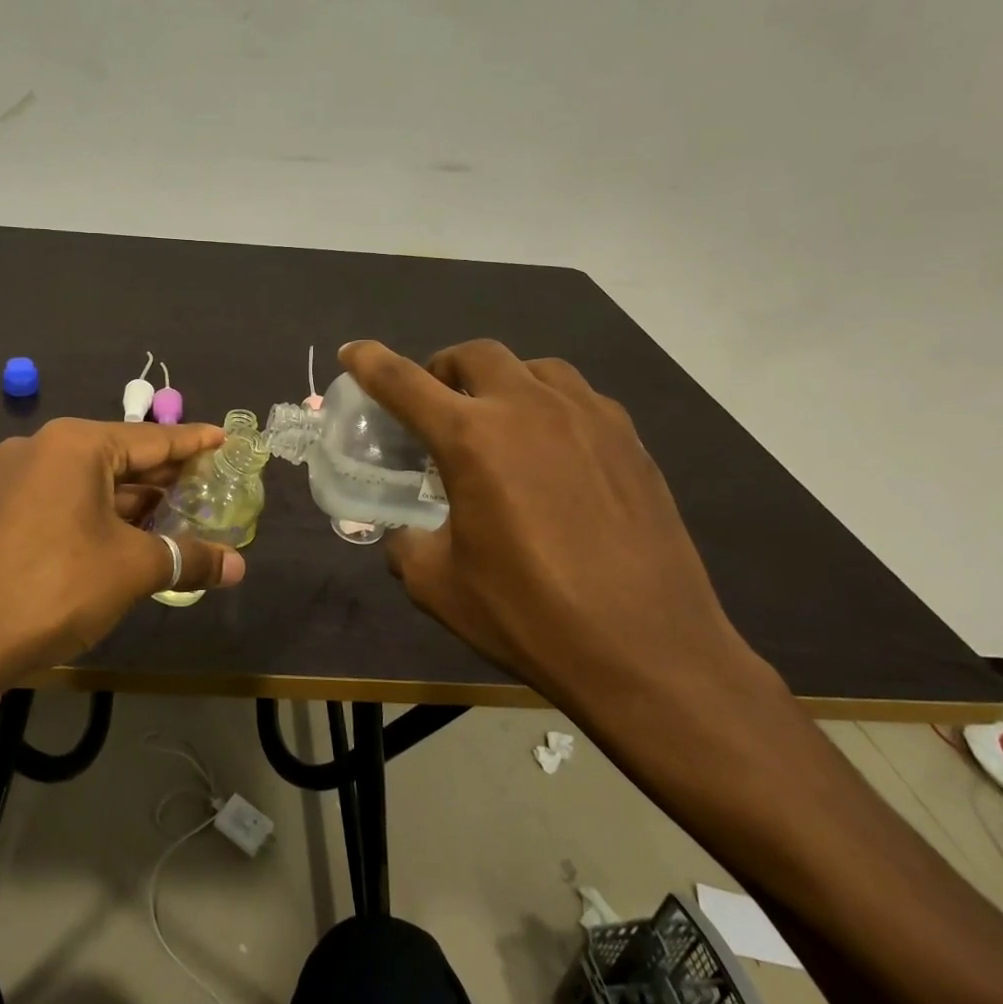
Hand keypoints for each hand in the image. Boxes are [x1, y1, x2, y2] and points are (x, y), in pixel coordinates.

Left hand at [0, 419, 247, 672]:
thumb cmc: (57, 587)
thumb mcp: (133, 569)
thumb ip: (188, 558)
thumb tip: (239, 567)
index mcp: (76, 444)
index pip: (151, 438)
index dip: (192, 443)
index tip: (222, 438)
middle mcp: (43, 447)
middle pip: (120, 456)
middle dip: (164, 474)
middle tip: (208, 481)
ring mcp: (16, 477)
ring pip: (91, 479)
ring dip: (133, 498)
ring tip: (177, 510)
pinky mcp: (2, 508)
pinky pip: (65, 497)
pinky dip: (100, 511)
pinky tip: (129, 531)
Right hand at [339, 339, 762, 715]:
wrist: (649, 652)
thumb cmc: (530, 615)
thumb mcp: (438, 586)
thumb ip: (407, 544)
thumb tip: (408, 533)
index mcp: (472, 438)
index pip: (404, 382)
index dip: (370, 362)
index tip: (353, 351)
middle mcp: (528, 409)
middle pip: (475, 355)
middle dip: (444, 368)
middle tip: (437, 404)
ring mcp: (587, 418)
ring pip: (534, 367)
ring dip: (502, 381)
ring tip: (499, 421)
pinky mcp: (630, 440)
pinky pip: (579, 398)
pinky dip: (549, 406)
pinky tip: (553, 451)